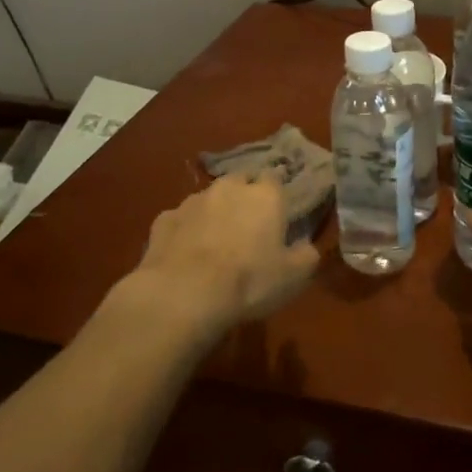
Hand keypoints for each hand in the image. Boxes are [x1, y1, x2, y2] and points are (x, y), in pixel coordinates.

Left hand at [132, 174, 317, 333]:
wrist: (184, 294)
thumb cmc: (249, 281)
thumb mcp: (294, 276)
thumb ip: (306, 255)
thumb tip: (306, 246)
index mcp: (264, 195)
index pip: (275, 177)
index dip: (277, 192)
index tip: (279, 208)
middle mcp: (229, 188)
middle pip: (240, 181)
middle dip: (245, 195)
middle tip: (249, 223)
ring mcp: (192, 201)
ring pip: (209, 198)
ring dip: (214, 212)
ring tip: (215, 240)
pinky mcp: (164, 220)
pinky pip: (181, 220)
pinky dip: (186, 230)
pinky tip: (186, 252)